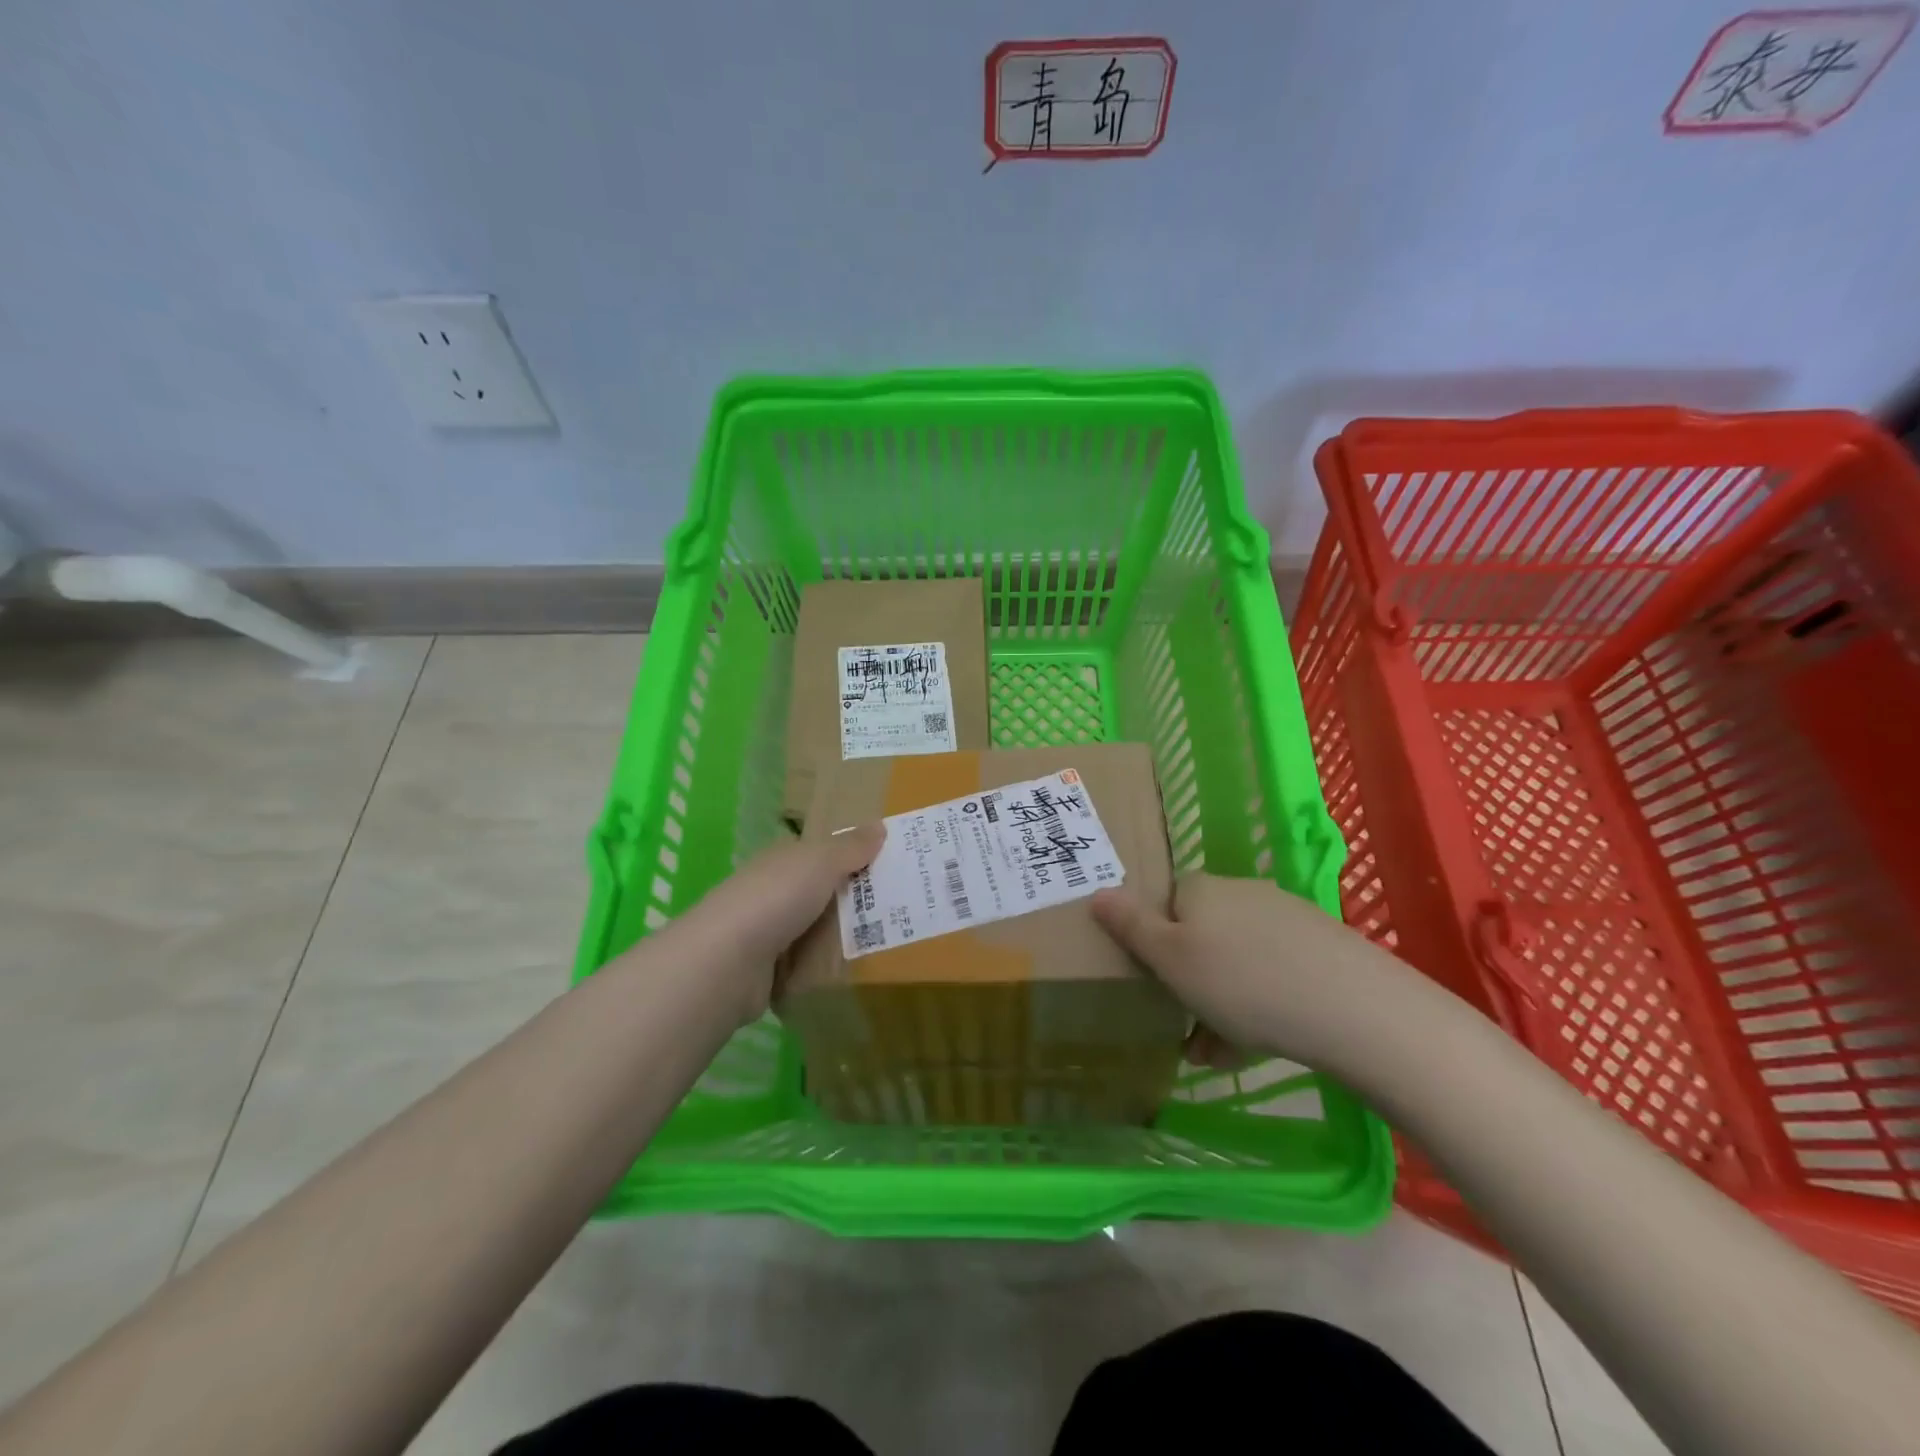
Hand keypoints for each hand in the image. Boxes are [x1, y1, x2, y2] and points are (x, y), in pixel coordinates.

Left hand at [669, 824, 884, 1024]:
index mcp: (784, 860)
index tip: (894, 868)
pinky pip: (808, 965)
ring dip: (844, 938)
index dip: (856, 858)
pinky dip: (826, 969)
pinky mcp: (769, 972)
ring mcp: (769, 933)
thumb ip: (850, 848)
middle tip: (904, 909)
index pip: (824, 854)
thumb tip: (879, 826)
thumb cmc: (776, 899)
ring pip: (817, 931)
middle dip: (857, 901)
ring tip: (891, 945)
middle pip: (825, 893)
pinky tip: (855, 973)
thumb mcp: (820, 862)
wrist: (726, 963)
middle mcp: (775, 892)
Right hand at [1092, 872, 1421, 1070]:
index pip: (1164, 903)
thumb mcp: (1171, 959)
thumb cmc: (1242, 982)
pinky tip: (1254, 1046)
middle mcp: (1242, 893)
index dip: (1153, 943)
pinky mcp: (1319, 950)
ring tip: (1215, 1054)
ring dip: (1218, 1003)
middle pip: (1199, 935)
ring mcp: (1285, 920)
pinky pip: (1271, 975)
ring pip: (1235, 961)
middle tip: (1181, 1028)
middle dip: (1186, 981)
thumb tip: (1097, 892)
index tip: (1152, 985)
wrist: (1353, 1009)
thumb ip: (1130, 926)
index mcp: (1201, 889)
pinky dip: (1256, 1006)